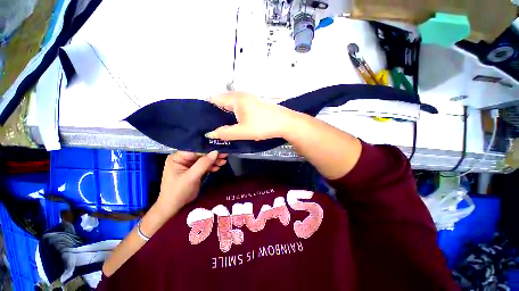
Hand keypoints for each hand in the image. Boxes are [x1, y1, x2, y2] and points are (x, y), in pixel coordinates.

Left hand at [154, 151, 227, 217]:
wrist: (173, 208)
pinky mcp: (193, 171)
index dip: (208, 149)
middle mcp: (183, 159)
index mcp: (178, 157)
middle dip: (213, 156)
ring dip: (214, 161)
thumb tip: (215, 152)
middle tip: (225, 155)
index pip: (195, 150)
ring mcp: (188, 165)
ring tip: (224, 162)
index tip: (220, 149)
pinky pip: (204, 166)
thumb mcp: (191, 177)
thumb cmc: (178, 191)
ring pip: (204, 160)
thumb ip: (203, 164)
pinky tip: (218, 167)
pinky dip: (211, 167)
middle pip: (201, 154)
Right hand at [205, 91, 294, 140]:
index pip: (213, 99)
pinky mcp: (254, 103)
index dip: (206, 109)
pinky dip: (233, 113)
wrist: (285, 123)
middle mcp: (240, 95)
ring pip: (230, 104)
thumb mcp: (242, 132)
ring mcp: (248, 98)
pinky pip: (238, 106)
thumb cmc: (263, 126)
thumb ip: (225, 133)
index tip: (203, 121)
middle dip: (215, 113)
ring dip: (225, 114)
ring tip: (221, 126)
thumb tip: (210, 134)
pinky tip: (234, 123)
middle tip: (211, 126)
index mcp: (235, 98)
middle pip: (221, 101)